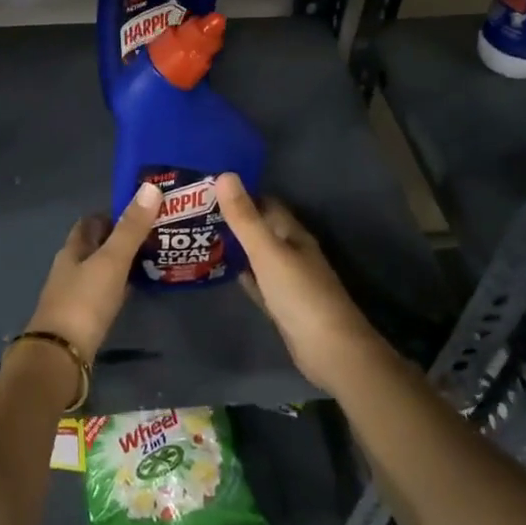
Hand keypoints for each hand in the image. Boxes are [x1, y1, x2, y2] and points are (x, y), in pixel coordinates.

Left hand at [23, 182, 162, 363]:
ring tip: (151, 259)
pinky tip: (134, 290)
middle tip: (152, 234)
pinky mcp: (81, 319)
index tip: (139, 210)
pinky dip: (118, 287)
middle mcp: (69, 268)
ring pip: (98, 270)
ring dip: (119, 263)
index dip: (111, 214)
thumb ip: (131, 228)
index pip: (90, 223)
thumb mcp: (111, 261)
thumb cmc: (85, 302)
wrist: (61, 356)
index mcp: (72, 250)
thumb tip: (151, 187)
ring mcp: (73, 295)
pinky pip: (102, 294)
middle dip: (118, 238)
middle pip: (94, 246)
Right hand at [216, 173, 384, 393]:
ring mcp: (288, 280)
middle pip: (261, 229)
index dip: (241, 194)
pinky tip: (221, 272)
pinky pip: (257, 281)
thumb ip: (245, 217)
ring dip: (235, 247)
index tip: (208, 187)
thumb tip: (224, 174)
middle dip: (234, 220)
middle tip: (196, 212)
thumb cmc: (299, 294)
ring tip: (199, 237)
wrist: (329, 350)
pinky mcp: (281, 304)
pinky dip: (241, 274)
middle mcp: (292, 252)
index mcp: (293, 235)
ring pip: (257, 256)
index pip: (266, 204)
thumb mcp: (267, 252)